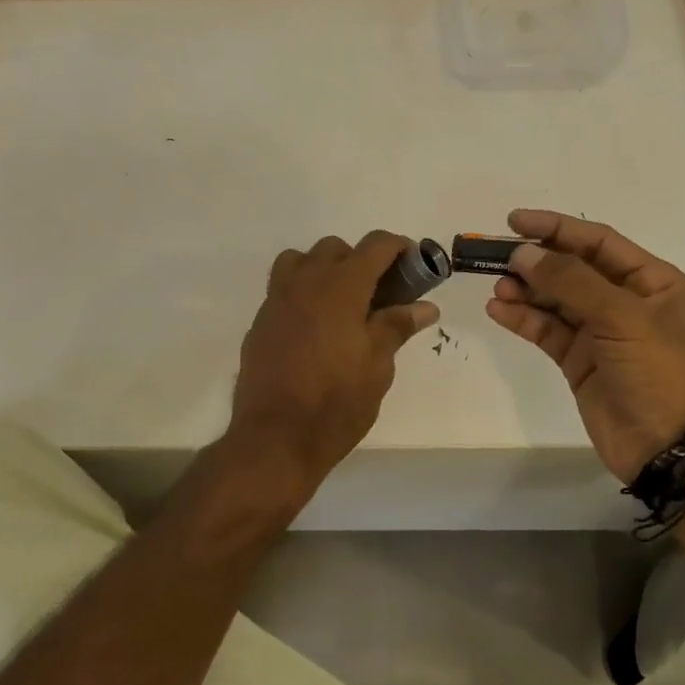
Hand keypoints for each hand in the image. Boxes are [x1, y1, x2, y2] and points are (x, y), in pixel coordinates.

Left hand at [228, 231, 439, 495]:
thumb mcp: (378, 367)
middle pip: (335, 249)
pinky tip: (314, 330)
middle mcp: (305, 283)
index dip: (398, 248)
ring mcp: (276, 301)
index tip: (413, 265)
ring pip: (300, 261)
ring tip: (341, 305)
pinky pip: (283, 290)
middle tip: (378, 296)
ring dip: (324, 270)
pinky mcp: (259, 323)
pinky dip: (302, 294)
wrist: (275, 438)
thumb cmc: (336, 403)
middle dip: (360, 261)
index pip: (375, 246)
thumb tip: (424, 306)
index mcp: (341, 288)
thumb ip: (396, 327)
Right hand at [485, 209, 684, 482]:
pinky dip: (523, 319)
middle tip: (495, 257)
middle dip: (535, 262)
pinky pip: (547, 331)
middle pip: (571, 269)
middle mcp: (624, 301)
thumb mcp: (621, 318)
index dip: (557, 228)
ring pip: (555, 300)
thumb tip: (524, 254)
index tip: (515, 221)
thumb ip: (570, 282)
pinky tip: (499, 310)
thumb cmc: (658, 372)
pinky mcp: (579, 361)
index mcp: (650, 281)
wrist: (668, 446)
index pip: (597, 242)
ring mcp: (600, 333)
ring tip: (497, 288)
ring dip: (525, 291)